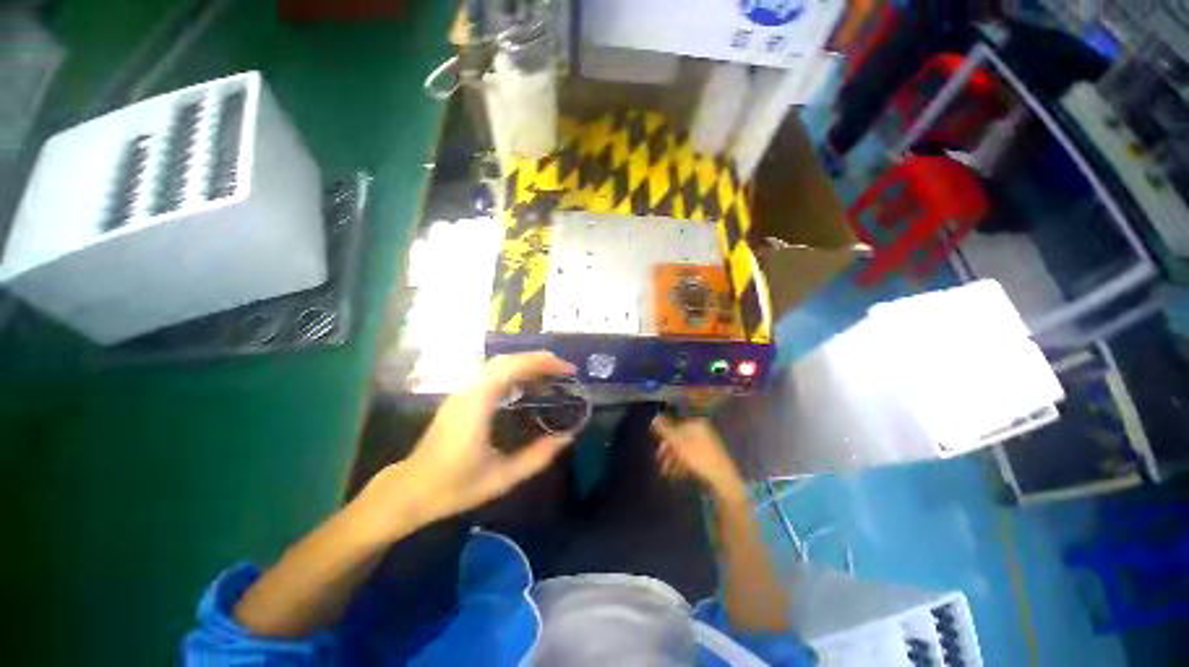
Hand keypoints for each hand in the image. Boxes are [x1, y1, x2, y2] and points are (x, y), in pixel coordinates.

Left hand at [359, 352, 576, 534]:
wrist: (410, 490)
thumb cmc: (454, 486)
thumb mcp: (501, 478)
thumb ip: (537, 457)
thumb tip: (567, 437)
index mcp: (477, 405)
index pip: (513, 368)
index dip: (543, 363)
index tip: (568, 371)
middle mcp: (469, 390)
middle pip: (507, 360)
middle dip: (540, 360)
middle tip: (565, 372)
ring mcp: (463, 391)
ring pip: (499, 364)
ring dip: (528, 364)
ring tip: (551, 377)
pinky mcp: (461, 396)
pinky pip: (492, 373)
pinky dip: (515, 372)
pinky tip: (527, 386)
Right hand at [652, 415, 746, 503]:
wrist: (723, 479)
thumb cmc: (699, 457)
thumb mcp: (678, 442)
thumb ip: (665, 429)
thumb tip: (654, 419)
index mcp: (696, 423)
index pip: (675, 424)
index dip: (664, 433)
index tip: (655, 443)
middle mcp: (701, 431)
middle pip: (679, 438)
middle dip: (667, 450)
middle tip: (658, 461)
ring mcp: (706, 445)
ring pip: (684, 449)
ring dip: (672, 460)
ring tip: (664, 472)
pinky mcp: (708, 459)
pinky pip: (691, 458)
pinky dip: (682, 465)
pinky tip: (675, 476)